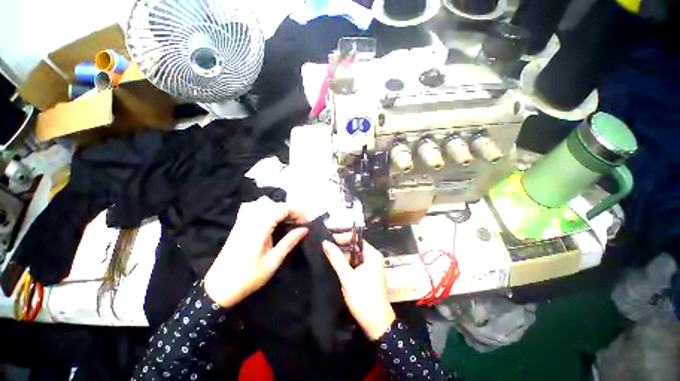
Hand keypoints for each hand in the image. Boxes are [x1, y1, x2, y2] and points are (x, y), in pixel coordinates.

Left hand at [204, 197, 307, 307]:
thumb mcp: (273, 261)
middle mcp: (250, 219)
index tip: (308, 220)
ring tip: (287, 220)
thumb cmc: (248, 277)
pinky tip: (269, 218)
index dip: (297, 211)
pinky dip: (265, 208)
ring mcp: (242, 220)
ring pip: (263, 203)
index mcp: (259, 227)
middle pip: (274, 204)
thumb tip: (305, 229)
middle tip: (301, 222)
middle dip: (290, 210)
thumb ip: (289, 241)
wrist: (218, 288)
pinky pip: (252, 207)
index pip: (282, 208)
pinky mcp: (238, 224)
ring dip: (278, 208)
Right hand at [322, 240, 395, 339]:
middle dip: (340, 247)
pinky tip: (334, 265)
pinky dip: (346, 264)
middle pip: (354, 247)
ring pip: (353, 256)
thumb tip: (325, 242)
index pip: (356, 239)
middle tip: (324, 247)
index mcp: (372, 255)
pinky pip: (355, 264)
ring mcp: (370, 266)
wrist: (377, 324)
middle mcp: (373, 258)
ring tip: (326, 254)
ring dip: (342, 256)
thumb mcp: (347, 277)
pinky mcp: (367, 275)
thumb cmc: (363, 298)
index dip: (342, 237)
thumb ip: (336, 259)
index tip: (328, 239)